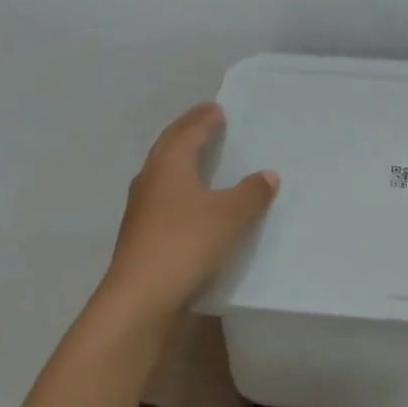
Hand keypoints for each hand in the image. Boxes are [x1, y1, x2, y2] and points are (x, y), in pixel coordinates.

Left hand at [99, 102, 278, 320]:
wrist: (141, 298)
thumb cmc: (186, 244)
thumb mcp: (230, 216)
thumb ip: (251, 193)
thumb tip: (267, 174)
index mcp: (169, 165)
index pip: (188, 133)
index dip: (203, 120)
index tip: (216, 108)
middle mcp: (151, 180)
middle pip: (168, 146)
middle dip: (187, 131)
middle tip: (205, 120)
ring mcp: (141, 209)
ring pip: (161, 171)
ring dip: (179, 158)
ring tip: (197, 156)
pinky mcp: (140, 234)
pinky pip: (162, 196)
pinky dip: (178, 187)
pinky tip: (188, 200)